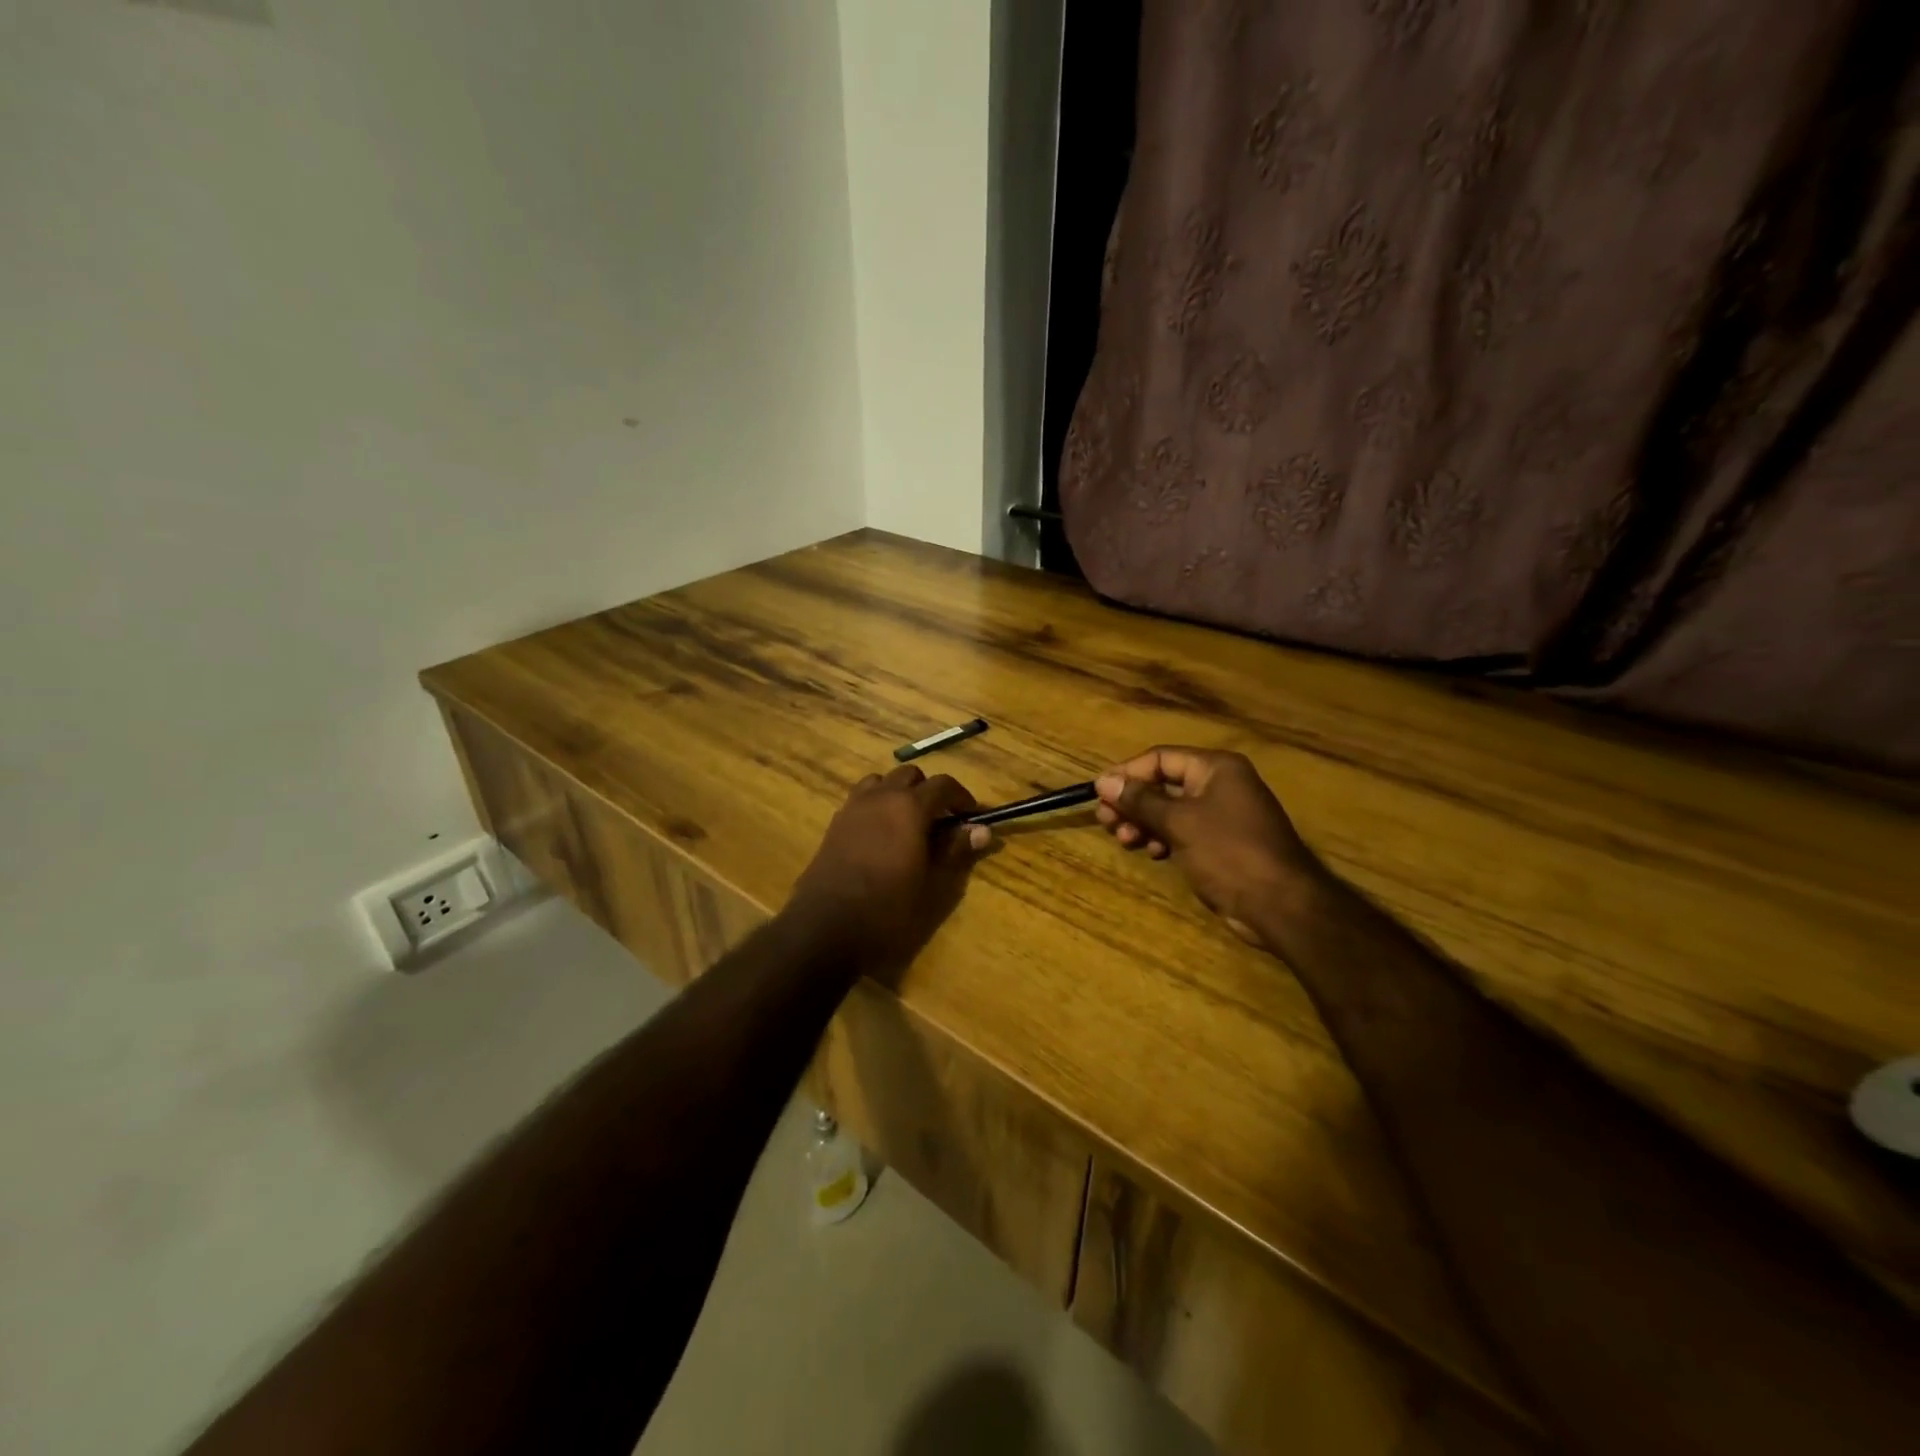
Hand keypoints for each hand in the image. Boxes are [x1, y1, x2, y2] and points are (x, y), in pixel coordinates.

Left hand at [786, 764, 991, 981]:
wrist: (825, 928)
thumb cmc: (888, 910)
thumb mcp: (932, 886)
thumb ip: (956, 851)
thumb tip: (981, 829)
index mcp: (909, 807)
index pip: (943, 784)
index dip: (962, 797)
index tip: (971, 817)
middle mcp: (881, 797)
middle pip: (910, 775)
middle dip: (929, 791)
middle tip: (941, 822)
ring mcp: (853, 807)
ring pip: (882, 782)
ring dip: (899, 793)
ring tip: (909, 823)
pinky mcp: (835, 824)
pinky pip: (861, 799)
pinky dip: (877, 805)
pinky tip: (882, 836)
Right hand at [1095, 746, 1321, 943]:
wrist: (1280, 905)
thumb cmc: (1228, 852)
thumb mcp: (1179, 822)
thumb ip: (1140, 800)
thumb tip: (1104, 781)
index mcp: (1216, 768)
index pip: (1160, 758)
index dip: (1127, 773)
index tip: (1098, 792)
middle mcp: (1219, 785)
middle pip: (1163, 784)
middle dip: (1132, 802)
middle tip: (1106, 821)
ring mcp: (1221, 815)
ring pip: (1169, 810)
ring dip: (1143, 822)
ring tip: (1124, 839)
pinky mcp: (1220, 843)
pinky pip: (1182, 831)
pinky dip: (1162, 838)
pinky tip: (1152, 853)